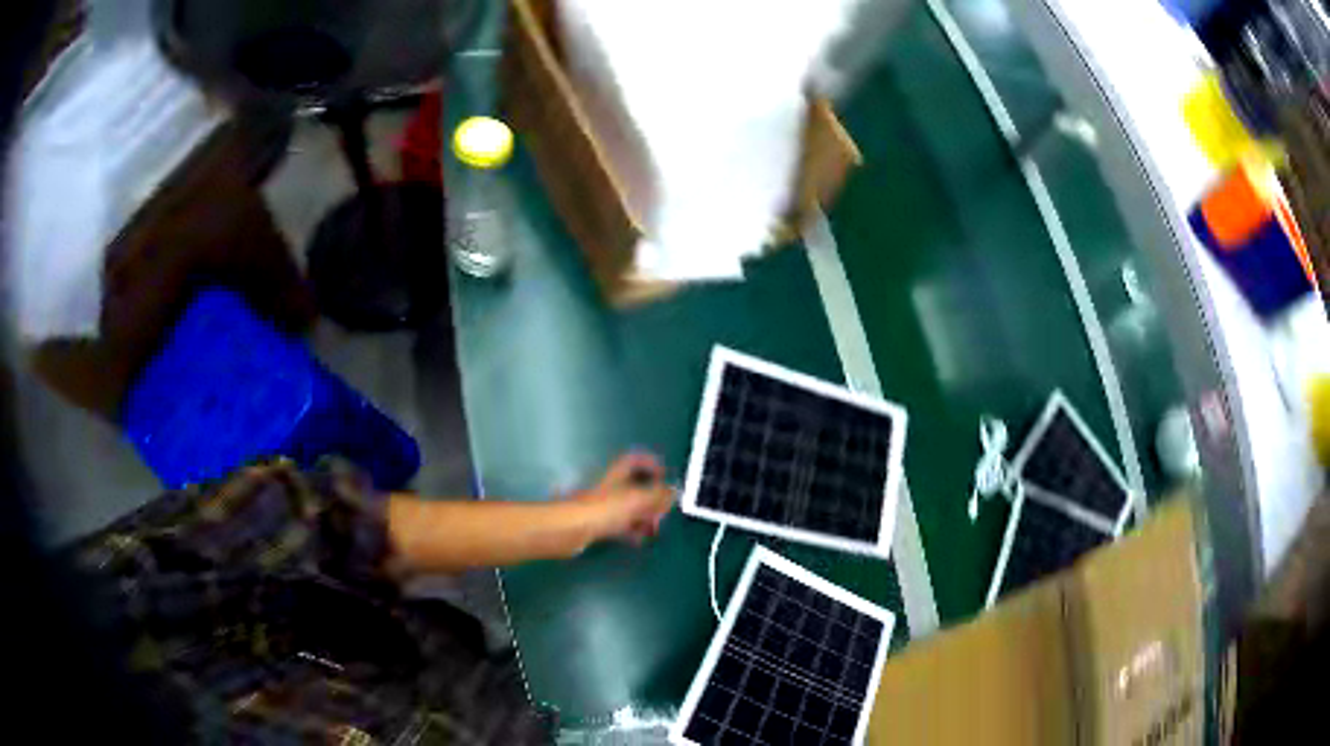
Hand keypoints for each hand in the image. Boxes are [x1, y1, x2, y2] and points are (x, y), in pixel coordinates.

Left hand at [574, 453, 675, 545]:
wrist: (570, 530)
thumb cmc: (603, 510)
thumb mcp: (636, 501)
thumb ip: (657, 496)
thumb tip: (674, 491)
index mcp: (617, 474)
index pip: (635, 460)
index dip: (650, 465)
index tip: (664, 477)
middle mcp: (610, 486)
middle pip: (635, 486)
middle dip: (651, 499)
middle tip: (661, 512)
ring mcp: (602, 504)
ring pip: (628, 507)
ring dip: (643, 517)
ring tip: (652, 529)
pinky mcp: (596, 522)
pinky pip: (619, 523)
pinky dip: (630, 529)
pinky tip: (637, 539)